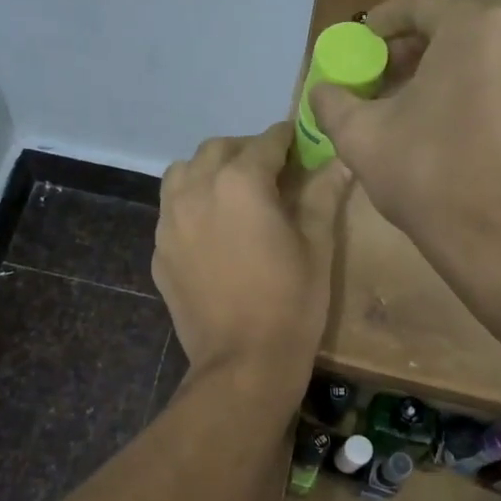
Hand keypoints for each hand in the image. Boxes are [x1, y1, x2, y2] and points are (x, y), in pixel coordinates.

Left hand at [154, 124, 351, 393]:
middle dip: (245, 151)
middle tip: (269, 171)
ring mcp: (170, 220)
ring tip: (231, 193)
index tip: (298, 144)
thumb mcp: (317, 245)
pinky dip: (190, 204)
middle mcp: (197, 189)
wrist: (243, 362)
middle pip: (218, 149)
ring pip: (182, 173)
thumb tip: (341, 161)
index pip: (265, 142)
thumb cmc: (291, 302)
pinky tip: (210, 229)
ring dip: (208, 171)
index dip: (286, 139)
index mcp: (240, 182)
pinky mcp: (159, 250)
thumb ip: (323, 194)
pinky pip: (171, 210)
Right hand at [310, 0, 500, 279]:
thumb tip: (321, 89)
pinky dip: (475, 95)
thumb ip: (333, 101)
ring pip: (485, 59)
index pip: (424, 3)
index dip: (386, 19)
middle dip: (413, 51)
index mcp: (475, 30)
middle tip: (380, 79)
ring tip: (412, 108)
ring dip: (445, 74)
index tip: (361, 42)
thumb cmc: (427, 176)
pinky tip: (450, 131)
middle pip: (456, 30)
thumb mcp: (360, 136)